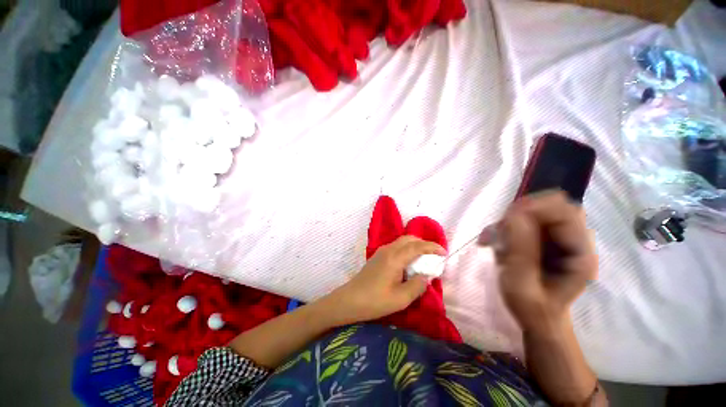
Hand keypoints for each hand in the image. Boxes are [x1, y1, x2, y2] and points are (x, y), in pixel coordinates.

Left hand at [322, 236, 446, 325]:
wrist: (349, 300)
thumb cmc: (375, 301)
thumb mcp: (401, 298)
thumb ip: (418, 285)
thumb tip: (426, 276)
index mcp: (395, 258)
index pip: (417, 246)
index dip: (432, 247)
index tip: (444, 252)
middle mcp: (388, 249)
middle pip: (409, 238)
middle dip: (423, 243)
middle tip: (434, 255)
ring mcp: (381, 251)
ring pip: (402, 241)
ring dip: (414, 245)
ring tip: (424, 258)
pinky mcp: (377, 256)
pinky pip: (396, 246)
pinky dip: (406, 249)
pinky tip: (409, 262)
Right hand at [496, 191, 597, 333]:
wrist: (536, 318)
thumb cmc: (532, 309)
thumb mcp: (521, 286)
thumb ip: (521, 252)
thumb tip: (514, 214)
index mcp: (579, 253)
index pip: (565, 212)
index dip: (534, 209)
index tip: (505, 222)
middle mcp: (573, 240)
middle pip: (551, 207)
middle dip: (520, 213)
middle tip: (499, 232)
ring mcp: (558, 238)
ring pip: (535, 211)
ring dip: (509, 221)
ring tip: (493, 240)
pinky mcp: (543, 239)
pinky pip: (523, 220)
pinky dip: (505, 226)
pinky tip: (493, 240)